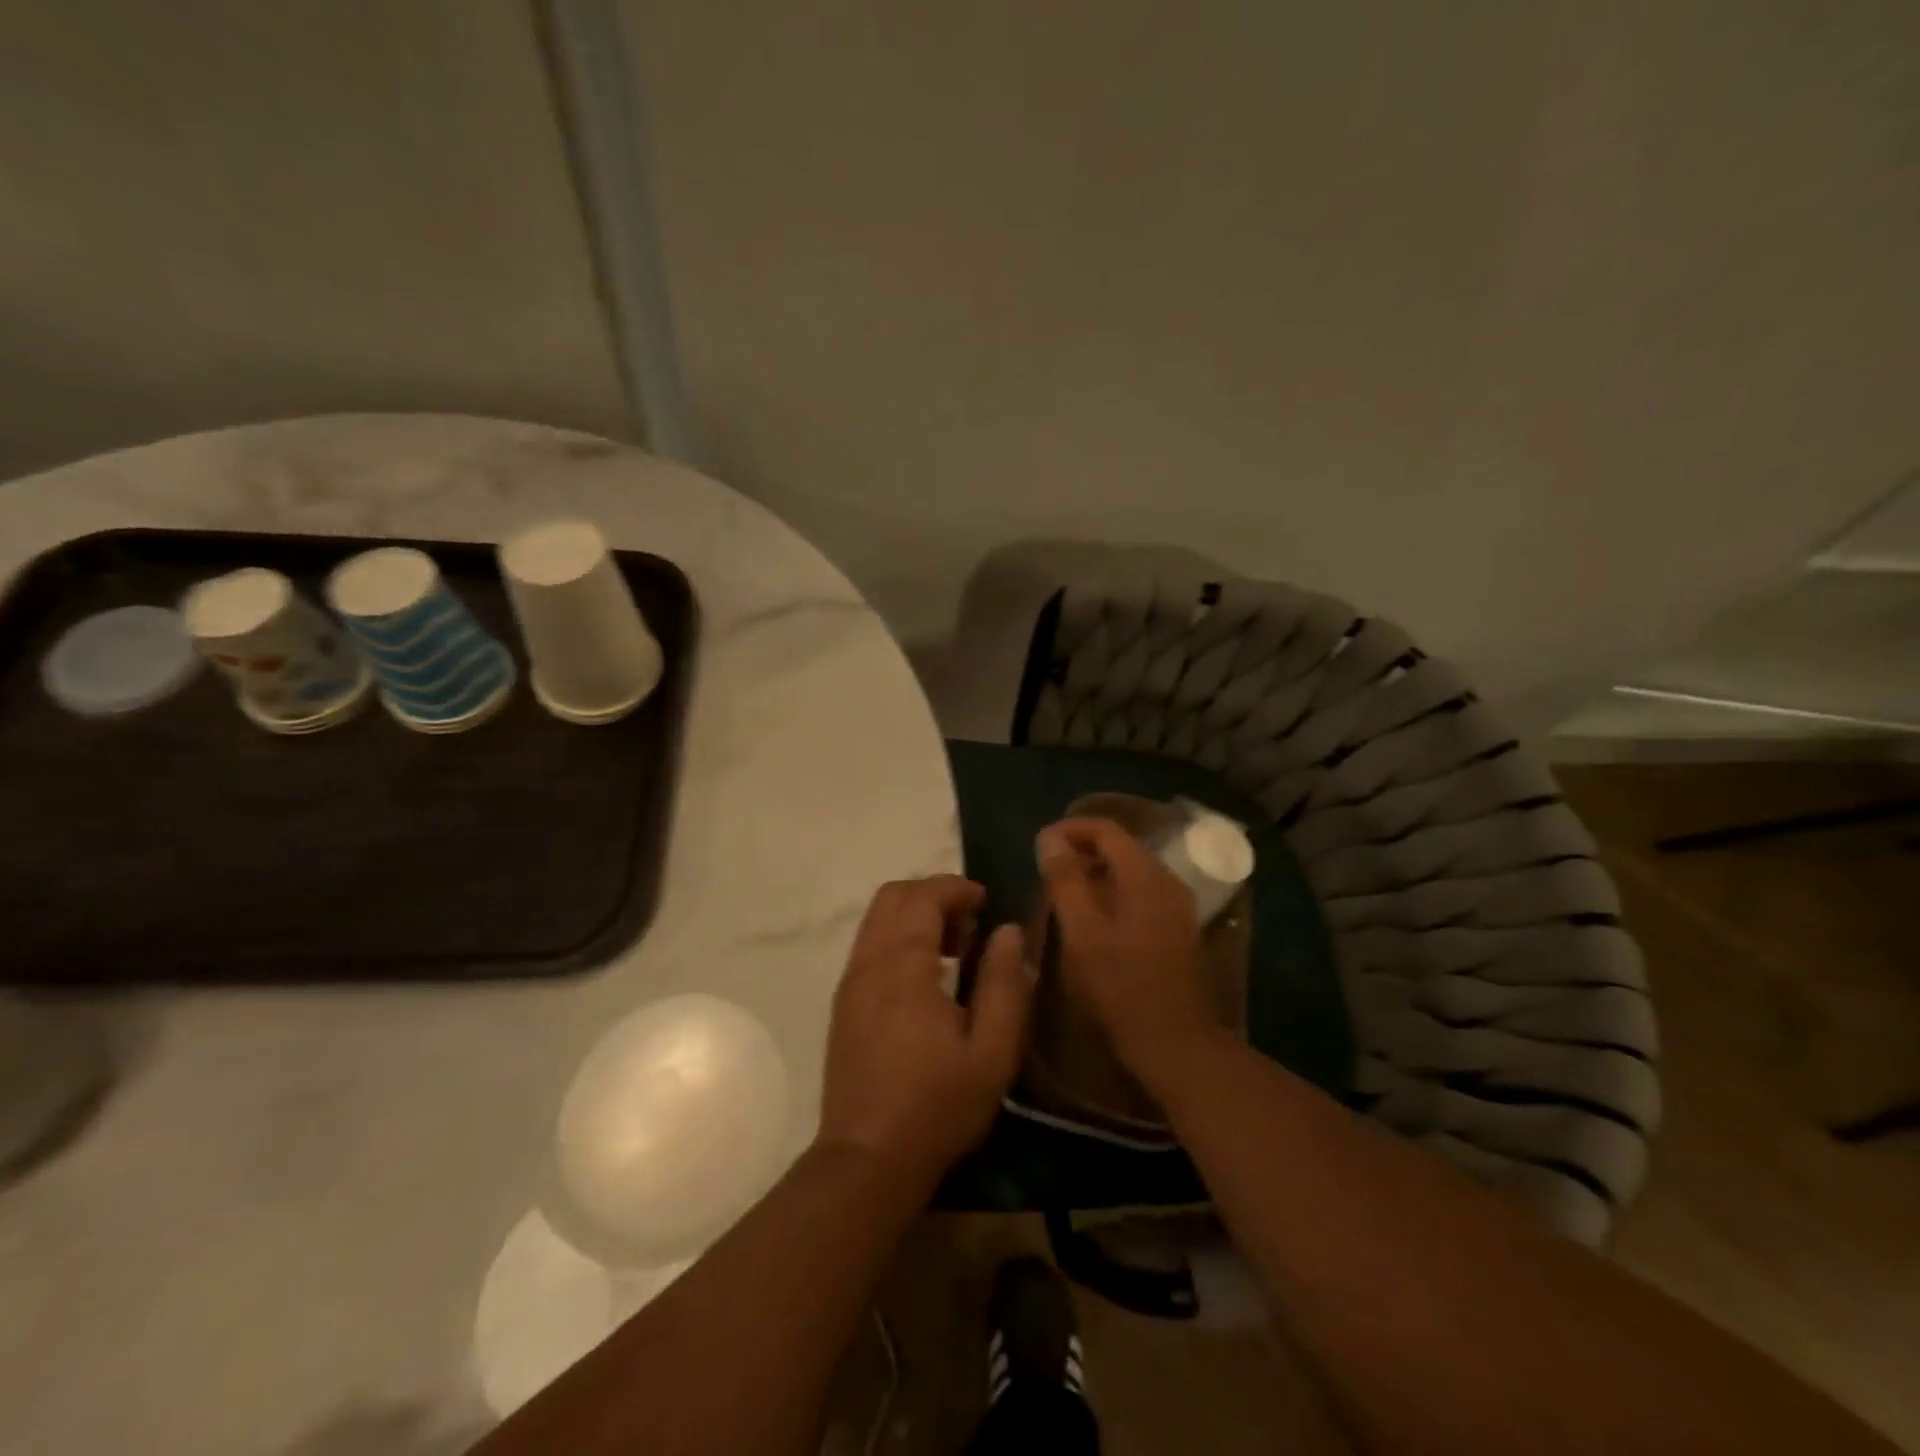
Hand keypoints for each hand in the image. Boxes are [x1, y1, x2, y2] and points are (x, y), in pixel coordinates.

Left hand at [819, 876, 1030, 1189]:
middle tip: (970, 923)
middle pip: (892, 896)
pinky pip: (868, 944)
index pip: (922, 897)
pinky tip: (925, 976)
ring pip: (876, 919)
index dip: (955, 888)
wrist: (867, 1159)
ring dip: (913, 915)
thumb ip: (1003, 984)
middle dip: (932, 894)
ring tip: (952, 949)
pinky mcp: (843, 1003)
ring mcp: (850, 982)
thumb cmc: (937, 1106)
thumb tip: (1008, 931)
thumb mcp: (991, 1052)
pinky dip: (897, 937)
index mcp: (903, 967)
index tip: (986, 901)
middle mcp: (868, 962)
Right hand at [1037, 817, 1221, 1096]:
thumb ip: (1064, 880)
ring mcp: (1177, 907)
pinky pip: (1141, 894)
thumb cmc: (1121, 986)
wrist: (1177, 1044)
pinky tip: (1093, 919)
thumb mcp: (1081, 932)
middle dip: (1082, 849)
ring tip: (1064, 892)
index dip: (1070, 829)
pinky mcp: (1178, 930)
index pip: (1106, 829)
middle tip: (1047, 868)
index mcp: (1145, 875)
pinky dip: (1113, 892)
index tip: (1039, 844)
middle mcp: (1167, 881)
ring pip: (1131, 871)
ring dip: (1096, 872)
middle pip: (1122, 847)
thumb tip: (1049, 837)